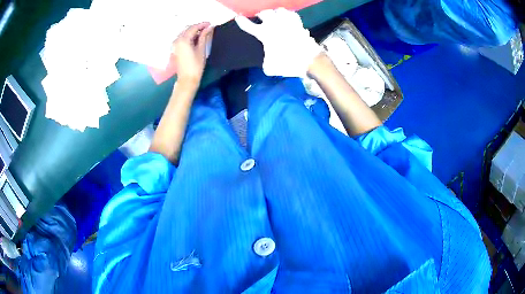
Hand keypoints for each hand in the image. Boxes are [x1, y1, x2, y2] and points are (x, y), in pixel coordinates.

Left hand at [172, 23, 213, 85]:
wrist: (187, 79)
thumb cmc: (196, 65)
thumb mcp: (201, 49)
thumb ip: (204, 36)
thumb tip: (209, 27)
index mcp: (183, 40)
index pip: (193, 28)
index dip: (202, 25)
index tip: (211, 24)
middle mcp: (177, 40)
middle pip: (187, 29)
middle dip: (197, 27)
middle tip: (208, 27)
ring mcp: (175, 44)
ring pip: (185, 33)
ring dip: (193, 31)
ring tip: (203, 32)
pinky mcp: (176, 48)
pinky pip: (182, 38)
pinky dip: (189, 36)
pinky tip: (197, 37)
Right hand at [235, 8, 321, 76]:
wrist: (309, 60)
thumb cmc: (288, 63)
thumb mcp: (270, 68)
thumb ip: (264, 62)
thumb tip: (266, 60)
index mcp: (264, 34)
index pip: (248, 25)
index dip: (242, 22)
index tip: (238, 17)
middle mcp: (274, 24)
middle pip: (264, 13)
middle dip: (261, 15)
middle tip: (260, 18)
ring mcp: (287, 22)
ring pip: (278, 10)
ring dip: (275, 13)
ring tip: (275, 17)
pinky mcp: (299, 23)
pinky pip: (292, 14)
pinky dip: (289, 15)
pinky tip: (288, 18)